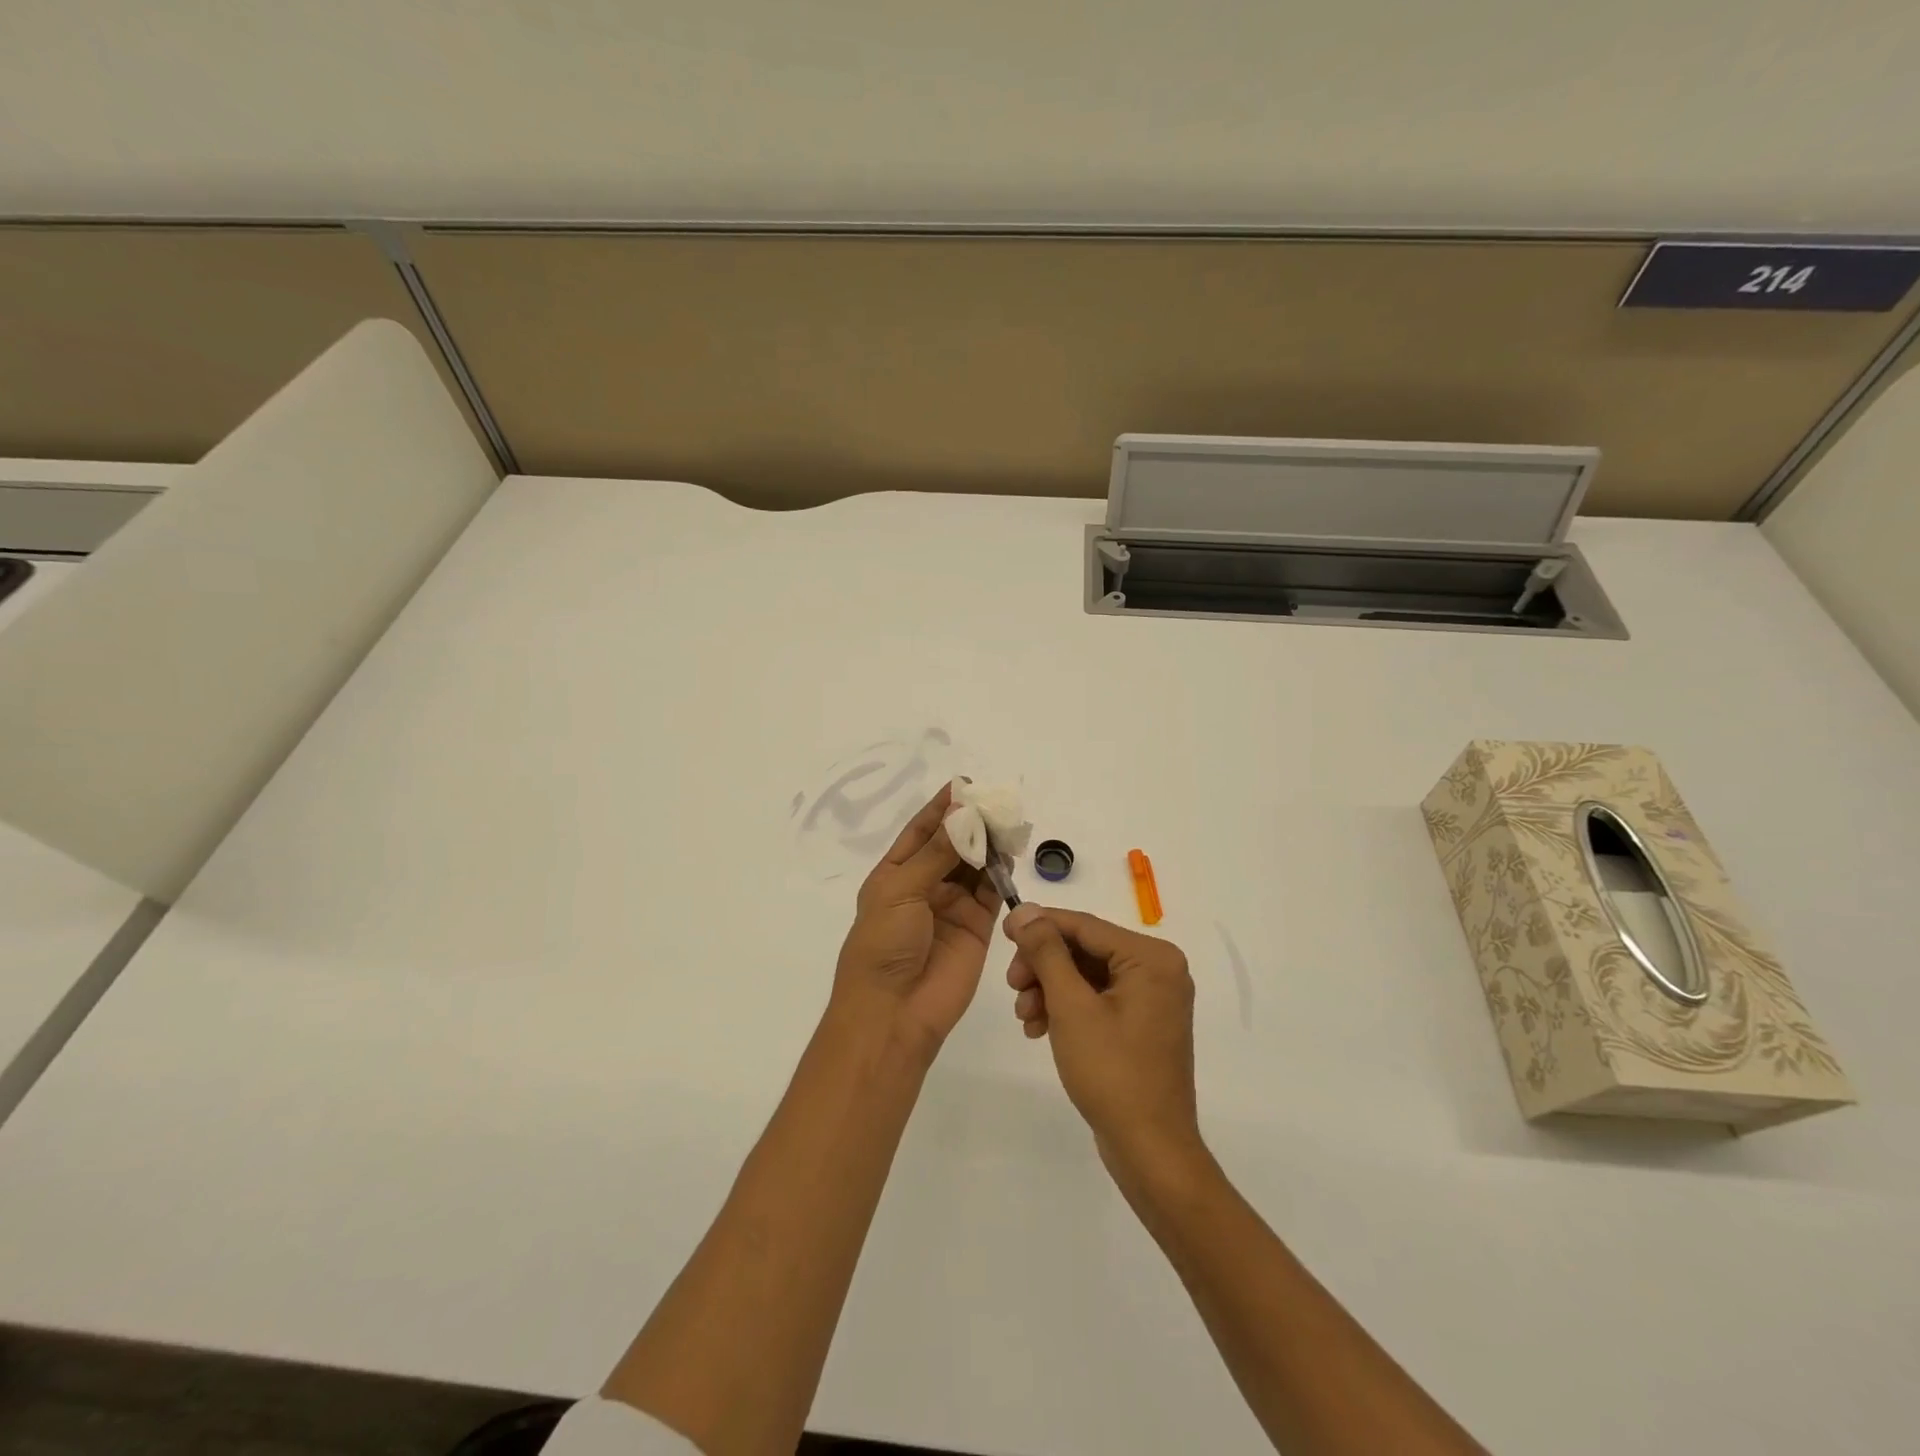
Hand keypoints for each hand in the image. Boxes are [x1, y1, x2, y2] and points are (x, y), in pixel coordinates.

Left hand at [833, 785, 1001, 1059]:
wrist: (894, 1012)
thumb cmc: (884, 945)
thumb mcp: (901, 891)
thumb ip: (937, 853)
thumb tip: (961, 813)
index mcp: (895, 875)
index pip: (921, 831)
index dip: (941, 808)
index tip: (964, 785)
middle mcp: (924, 887)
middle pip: (951, 846)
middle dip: (971, 823)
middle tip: (996, 801)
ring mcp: (951, 907)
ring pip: (975, 866)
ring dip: (988, 845)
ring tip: (1007, 822)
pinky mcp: (976, 927)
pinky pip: (991, 893)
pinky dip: (1001, 874)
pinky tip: (1011, 854)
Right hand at [1004, 905, 1204, 1186]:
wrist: (1150, 1150)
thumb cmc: (1112, 1072)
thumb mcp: (1071, 1006)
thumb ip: (1046, 952)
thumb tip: (1024, 909)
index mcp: (1152, 958)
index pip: (1084, 926)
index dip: (1040, 926)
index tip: (1002, 932)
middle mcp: (1159, 969)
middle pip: (1085, 949)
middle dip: (1043, 967)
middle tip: (1012, 986)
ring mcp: (1153, 998)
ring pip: (1086, 975)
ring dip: (1049, 989)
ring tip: (1025, 1017)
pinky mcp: (1142, 1023)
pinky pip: (1098, 998)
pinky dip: (1067, 1008)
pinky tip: (1040, 1028)